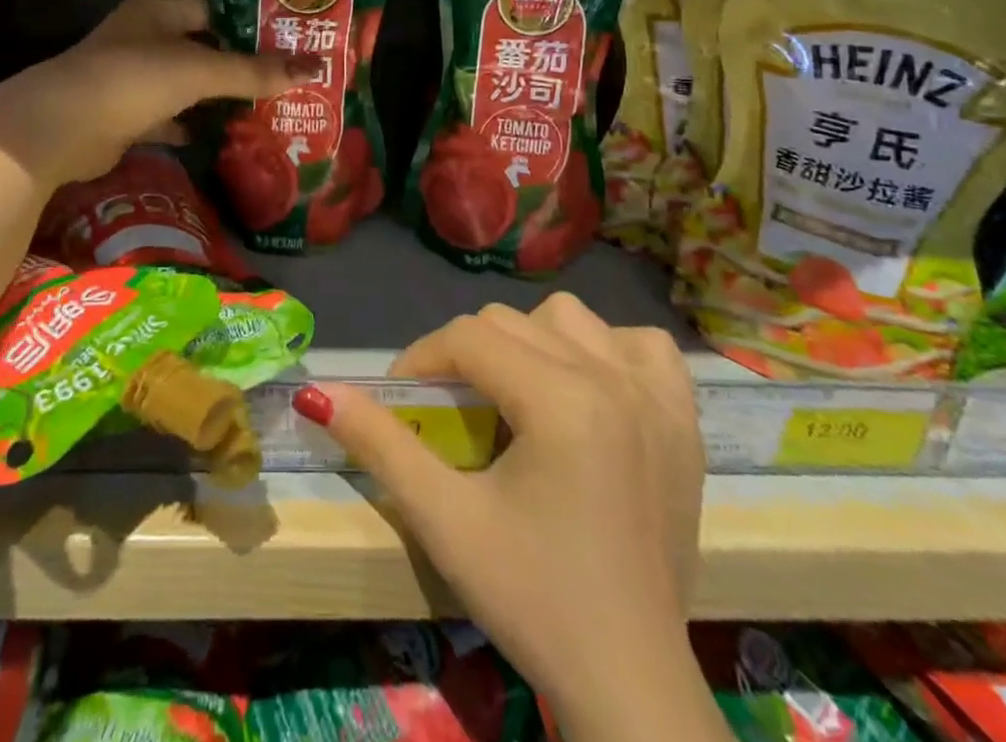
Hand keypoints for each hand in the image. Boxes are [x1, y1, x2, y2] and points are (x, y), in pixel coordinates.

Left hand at [0, 0, 316, 189]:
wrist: (61, 128)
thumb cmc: (133, 79)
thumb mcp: (200, 70)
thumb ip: (254, 71)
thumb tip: (315, 68)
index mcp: (157, 10)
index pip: (212, 9)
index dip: (248, 25)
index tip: (286, 44)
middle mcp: (142, 37)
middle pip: (200, 48)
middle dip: (236, 66)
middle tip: (283, 82)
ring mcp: (129, 77)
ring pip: (184, 84)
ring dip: (214, 98)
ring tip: (262, 110)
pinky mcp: (123, 115)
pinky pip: (167, 117)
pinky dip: (189, 126)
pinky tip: (218, 138)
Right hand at [309, 296, 717, 741]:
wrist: (629, 685)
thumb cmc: (532, 600)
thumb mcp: (443, 521)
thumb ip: (380, 445)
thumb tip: (319, 394)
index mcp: (560, 400)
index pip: (467, 338)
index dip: (420, 361)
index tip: (402, 402)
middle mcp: (613, 379)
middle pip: (511, 323)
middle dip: (466, 356)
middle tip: (451, 412)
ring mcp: (657, 398)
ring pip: (572, 320)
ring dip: (533, 343)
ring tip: (519, 397)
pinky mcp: (686, 423)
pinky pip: (643, 348)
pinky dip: (610, 354)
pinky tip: (592, 393)